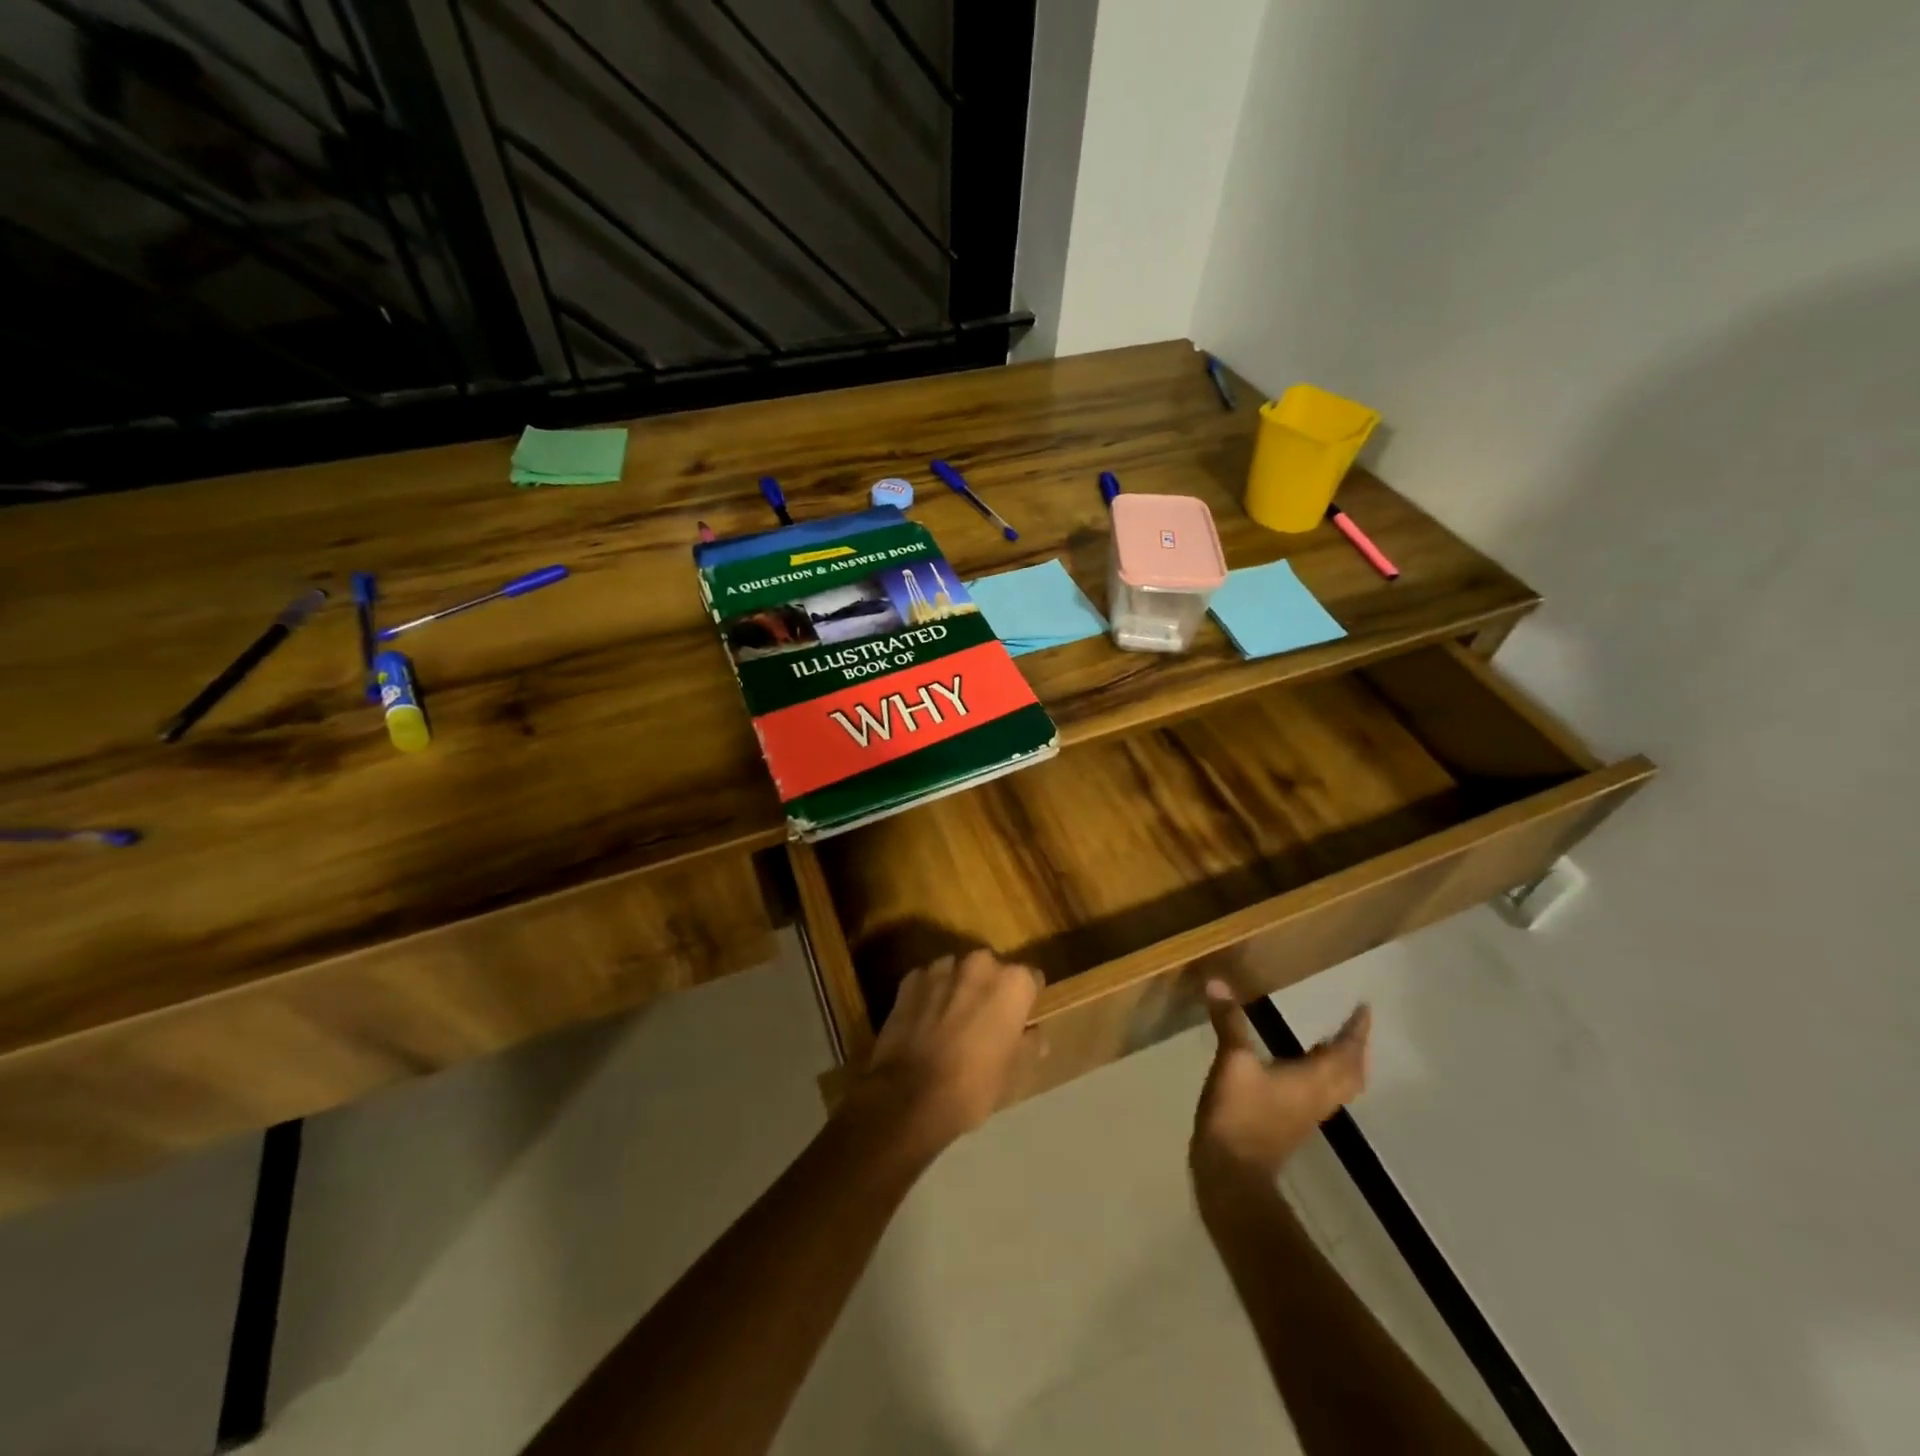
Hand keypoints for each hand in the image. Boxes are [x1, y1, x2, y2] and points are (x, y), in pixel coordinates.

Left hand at [842, 950, 1043, 1157]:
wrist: (910, 1097)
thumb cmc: (974, 1086)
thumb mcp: (1016, 1073)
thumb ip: (1030, 1044)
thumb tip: (1033, 1033)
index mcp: (1012, 983)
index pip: (1030, 979)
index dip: (1026, 1000)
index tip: (1020, 1019)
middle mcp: (979, 964)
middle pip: (991, 970)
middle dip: (989, 988)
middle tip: (984, 1021)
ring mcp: (940, 968)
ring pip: (956, 972)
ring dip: (957, 989)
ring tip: (950, 1021)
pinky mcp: (909, 980)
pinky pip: (927, 982)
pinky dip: (928, 996)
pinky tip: (924, 1022)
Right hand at [1192, 980, 1369, 1180]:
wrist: (1233, 1176)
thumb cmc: (1240, 1115)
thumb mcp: (1232, 1063)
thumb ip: (1229, 1023)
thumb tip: (1218, 982)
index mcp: (1313, 1080)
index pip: (1345, 1052)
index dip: (1356, 1031)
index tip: (1364, 1009)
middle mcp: (1318, 1098)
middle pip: (1350, 1074)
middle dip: (1354, 1049)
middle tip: (1351, 1027)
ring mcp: (1305, 1115)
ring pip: (1336, 1087)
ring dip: (1339, 1064)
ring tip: (1328, 1042)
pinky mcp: (1289, 1126)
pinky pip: (1318, 1095)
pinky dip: (1318, 1076)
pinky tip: (1296, 1068)